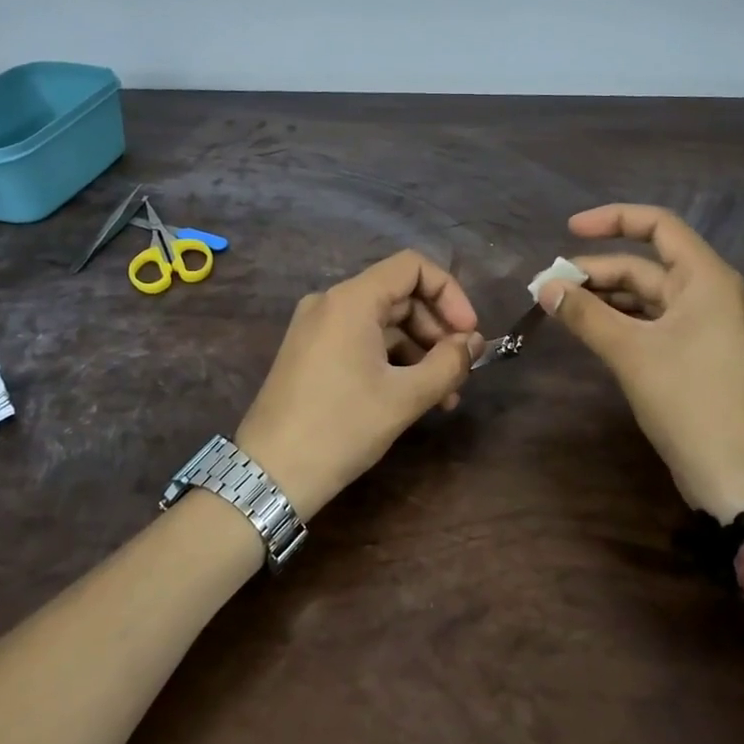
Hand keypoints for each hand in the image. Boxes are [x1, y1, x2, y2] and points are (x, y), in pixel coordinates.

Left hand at [234, 250, 483, 520]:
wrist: (269, 476)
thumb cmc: (341, 428)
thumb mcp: (405, 397)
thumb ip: (448, 363)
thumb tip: (473, 343)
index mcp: (351, 300)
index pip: (412, 267)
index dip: (449, 293)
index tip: (468, 334)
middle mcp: (331, 302)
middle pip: (400, 296)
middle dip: (437, 330)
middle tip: (461, 371)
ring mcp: (317, 327)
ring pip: (383, 323)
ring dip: (419, 351)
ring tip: (444, 396)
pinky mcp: (311, 353)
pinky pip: (362, 341)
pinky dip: (392, 361)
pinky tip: (413, 397)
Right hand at [539, 204, 743, 520]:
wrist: (738, 475)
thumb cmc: (689, 400)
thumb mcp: (630, 352)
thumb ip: (585, 314)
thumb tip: (545, 287)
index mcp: (706, 278)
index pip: (658, 225)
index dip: (613, 219)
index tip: (569, 230)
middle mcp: (709, 292)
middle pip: (645, 265)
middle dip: (596, 272)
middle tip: (547, 287)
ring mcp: (705, 325)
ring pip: (646, 296)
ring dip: (604, 298)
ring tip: (558, 307)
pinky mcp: (697, 353)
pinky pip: (653, 322)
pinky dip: (620, 322)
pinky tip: (588, 329)